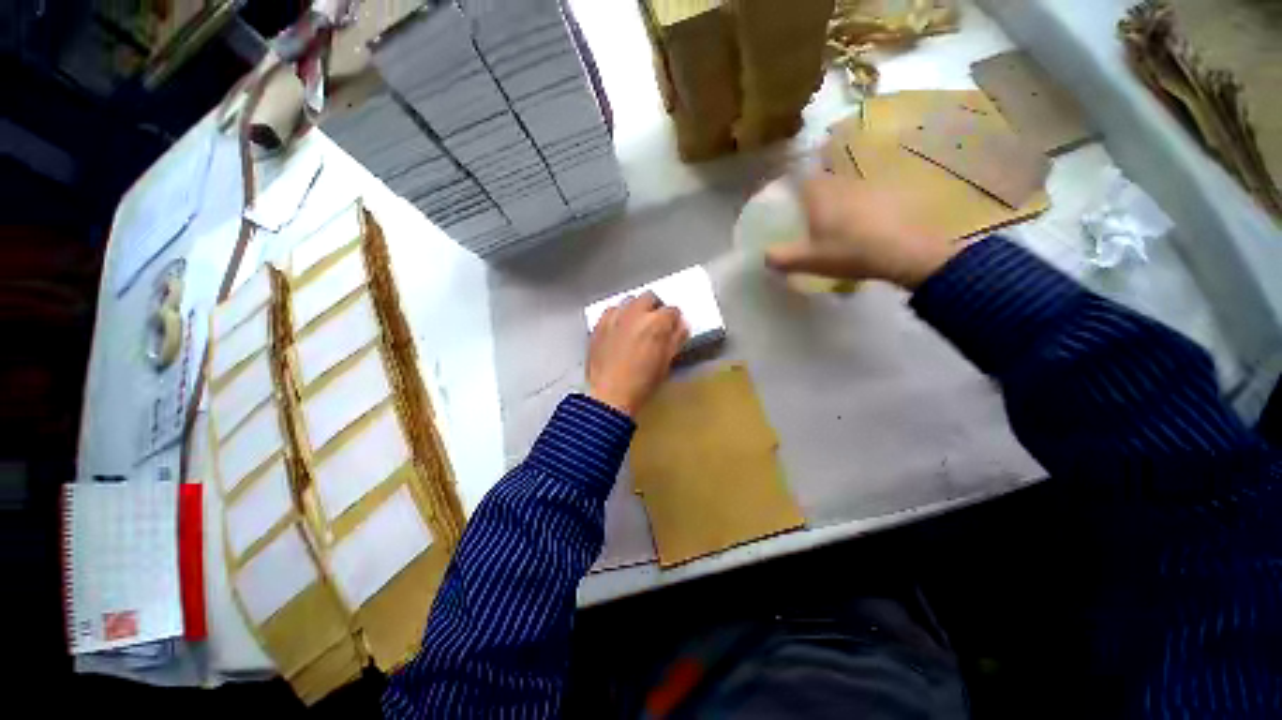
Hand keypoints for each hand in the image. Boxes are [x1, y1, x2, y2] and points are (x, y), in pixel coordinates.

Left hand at [588, 292, 688, 416]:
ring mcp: (615, 317)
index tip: (672, 328)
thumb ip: (676, 340)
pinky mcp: (599, 324)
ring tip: (635, 325)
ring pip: (629, 301)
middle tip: (655, 324)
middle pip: (649, 298)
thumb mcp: (666, 362)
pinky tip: (618, 328)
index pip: (672, 310)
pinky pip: (611, 310)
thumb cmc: (643, 382)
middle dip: (655, 308)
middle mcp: (636, 313)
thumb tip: (682, 326)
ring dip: (636, 309)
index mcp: (656, 323)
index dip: (674, 320)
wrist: (609, 394)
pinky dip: (618, 315)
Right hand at [764, 174, 960, 289]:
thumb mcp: (808, 260)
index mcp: (819, 194)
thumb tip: (764, 256)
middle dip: (811, 192)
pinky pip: (862, 196)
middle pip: (821, 180)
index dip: (789, 180)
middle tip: (805, 211)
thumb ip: (781, 258)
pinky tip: (857, 224)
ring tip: (831, 220)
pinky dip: (855, 205)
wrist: (902, 252)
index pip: (799, 176)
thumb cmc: (848, 252)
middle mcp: (841, 183)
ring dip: (834, 198)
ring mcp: (866, 187)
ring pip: (842, 187)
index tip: (784, 193)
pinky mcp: (885, 196)